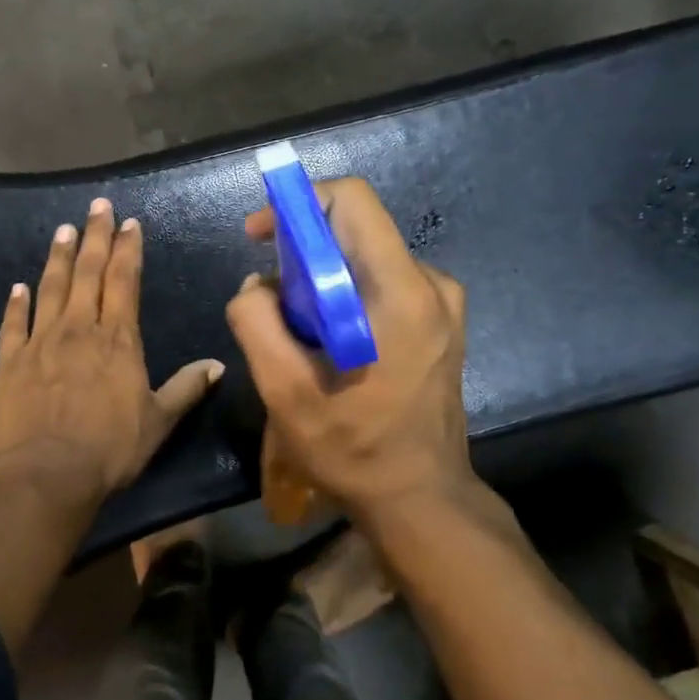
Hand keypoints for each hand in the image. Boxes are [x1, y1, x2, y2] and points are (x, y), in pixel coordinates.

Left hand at [0, 197, 223, 506]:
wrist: (49, 474)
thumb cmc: (111, 448)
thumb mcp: (159, 421)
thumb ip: (187, 388)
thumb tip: (218, 365)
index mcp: (118, 339)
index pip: (124, 281)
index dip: (128, 249)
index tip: (130, 223)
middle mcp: (79, 329)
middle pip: (87, 272)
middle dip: (95, 236)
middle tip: (97, 206)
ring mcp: (40, 342)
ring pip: (50, 288)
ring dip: (58, 257)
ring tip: (63, 230)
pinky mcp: (10, 362)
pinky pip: (12, 324)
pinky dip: (15, 303)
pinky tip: (17, 286)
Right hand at [225, 177, 474, 526]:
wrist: (421, 499)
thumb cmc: (354, 450)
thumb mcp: (285, 392)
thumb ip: (257, 323)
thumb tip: (255, 285)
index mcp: (400, 291)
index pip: (352, 200)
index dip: (298, 204)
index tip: (261, 238)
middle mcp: (432, 283)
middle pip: (358, 228)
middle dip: (303, 248)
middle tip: (270, 295)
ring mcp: (443, 303)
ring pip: (368, 257)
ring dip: (323, 278)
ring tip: (296, 330)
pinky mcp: (441, 322)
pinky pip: (384, 284)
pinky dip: (347, 295)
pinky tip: (329, 342)